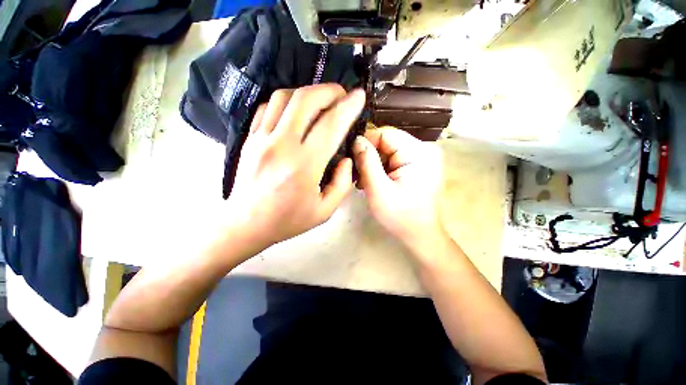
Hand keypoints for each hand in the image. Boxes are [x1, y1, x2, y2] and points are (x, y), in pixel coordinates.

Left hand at [225, 84, 365, 247]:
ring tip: (321, 101)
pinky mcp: (249, 138)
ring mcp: (261, 139)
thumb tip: (346, 158)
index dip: (348, 107)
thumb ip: (343, 183)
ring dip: (308, 93)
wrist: (246, 224)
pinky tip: (296, 111)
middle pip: (306, 100)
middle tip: (341, 95)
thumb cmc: (288, 220)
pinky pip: (268, 107)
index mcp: (304, 166)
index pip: (331, 125)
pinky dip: (287, 102)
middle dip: (329, 90)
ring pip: (285, 97)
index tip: (359, 97)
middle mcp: (281, 146)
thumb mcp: (325, 210)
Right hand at [353, 128, 444, 248]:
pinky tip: (375, 182)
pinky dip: (382, 168)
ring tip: (365, 182)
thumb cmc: (400, 216)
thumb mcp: (378, 190)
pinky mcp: (418, 165)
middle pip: (387, 142)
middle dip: (370, 157)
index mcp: (418, 152)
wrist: (420, 235)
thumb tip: (357, 140)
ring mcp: (423, 157)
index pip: (385, 133)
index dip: (366, 144)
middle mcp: (424, 149)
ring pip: (389, 150)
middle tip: (359, 176)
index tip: (354, 160)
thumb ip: (367, 162)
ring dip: (374, 164)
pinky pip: (394, 159)